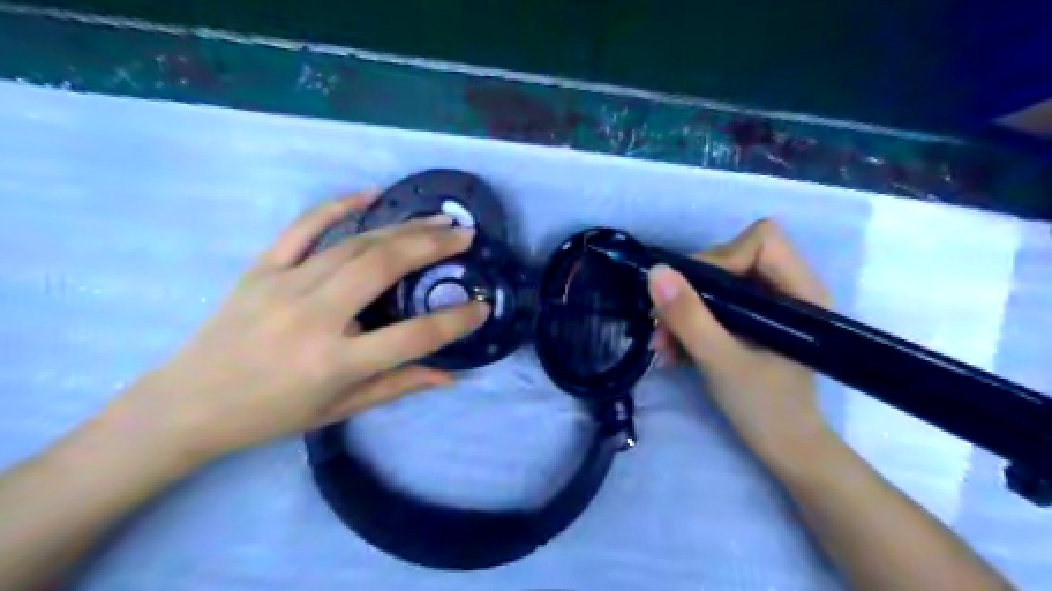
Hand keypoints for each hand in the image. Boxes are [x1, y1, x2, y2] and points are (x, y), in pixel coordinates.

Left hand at [109, 188, 486, 464]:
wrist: (186, 405)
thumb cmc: (271, 415)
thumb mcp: (340, 409)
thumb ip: (399, 386)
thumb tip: (450, 375)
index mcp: (335, 362)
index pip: (412, 336)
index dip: (454, 321)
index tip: (481, 306)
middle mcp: (313, 317)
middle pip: (383, 268)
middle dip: (432, 246)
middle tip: (465, 235)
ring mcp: (284, 286)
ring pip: (355, 245)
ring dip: (402, 228)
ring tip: (437, 220)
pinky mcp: (261, 269)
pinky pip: (303, 228)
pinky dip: (337, 207)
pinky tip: (370, 195)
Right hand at [647, 219, 835, 469]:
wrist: (785, 450)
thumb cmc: (766, 409)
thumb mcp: (722, 361)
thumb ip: (689, 317)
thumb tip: (655, 272)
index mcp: (799, 291)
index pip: (760, 241)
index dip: (720, 258)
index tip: (690, 294)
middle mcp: (787, 289)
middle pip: (730, 258)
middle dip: (690, 290)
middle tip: (661, 324)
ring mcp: (768, 306)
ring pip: (716, 284)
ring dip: (682, 311)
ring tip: (661, 345)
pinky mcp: (751, 323)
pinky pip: (714, 306)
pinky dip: (689, 324)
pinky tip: (671, 351)